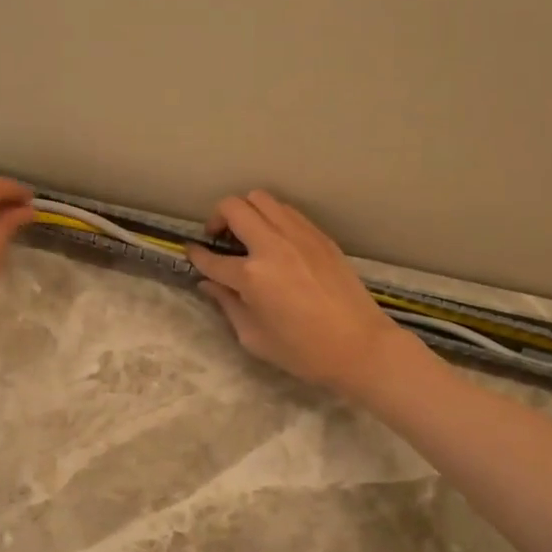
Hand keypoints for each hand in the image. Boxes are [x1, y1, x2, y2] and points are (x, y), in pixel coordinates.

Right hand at [186, 191, 417, 398]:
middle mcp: (273, 246)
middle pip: (234, 207)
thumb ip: (228, 305)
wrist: (360, 346)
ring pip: (262, 199)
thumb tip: (209, 284)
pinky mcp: (320, 236)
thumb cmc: (304, 352)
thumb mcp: (254, 337)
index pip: (212, 258)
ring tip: (248, 234)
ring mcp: (299, 236)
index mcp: (252, 276)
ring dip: (246, 211)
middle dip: (217, 218)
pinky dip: (273, 217)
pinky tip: (275, 240)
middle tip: (220, 238)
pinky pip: (287, 211)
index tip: (191, 252)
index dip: (196, 255)